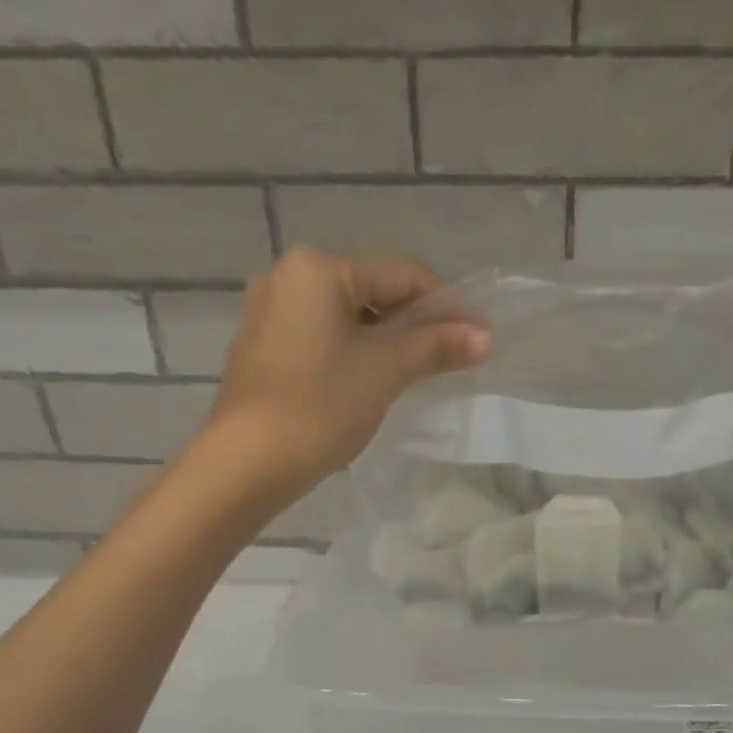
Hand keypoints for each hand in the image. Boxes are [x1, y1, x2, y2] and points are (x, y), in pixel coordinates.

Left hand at [206, 247, 489, 489]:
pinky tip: (374, 379)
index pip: (401, 274)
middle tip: (453, 355)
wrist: (248, 463)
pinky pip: (323, 336)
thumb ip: (436, 347)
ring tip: (420, 369)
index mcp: (318, 269)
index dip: (446, 303)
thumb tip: (485, 336)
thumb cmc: (320, 406)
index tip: (478, 336)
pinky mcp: (263, 347)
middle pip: (373, 290)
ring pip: (347, 315)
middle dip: (416, 321)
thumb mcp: (386, 371)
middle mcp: (288, 277)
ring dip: (387, 338)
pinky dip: (355, 351)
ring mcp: (269, 312)